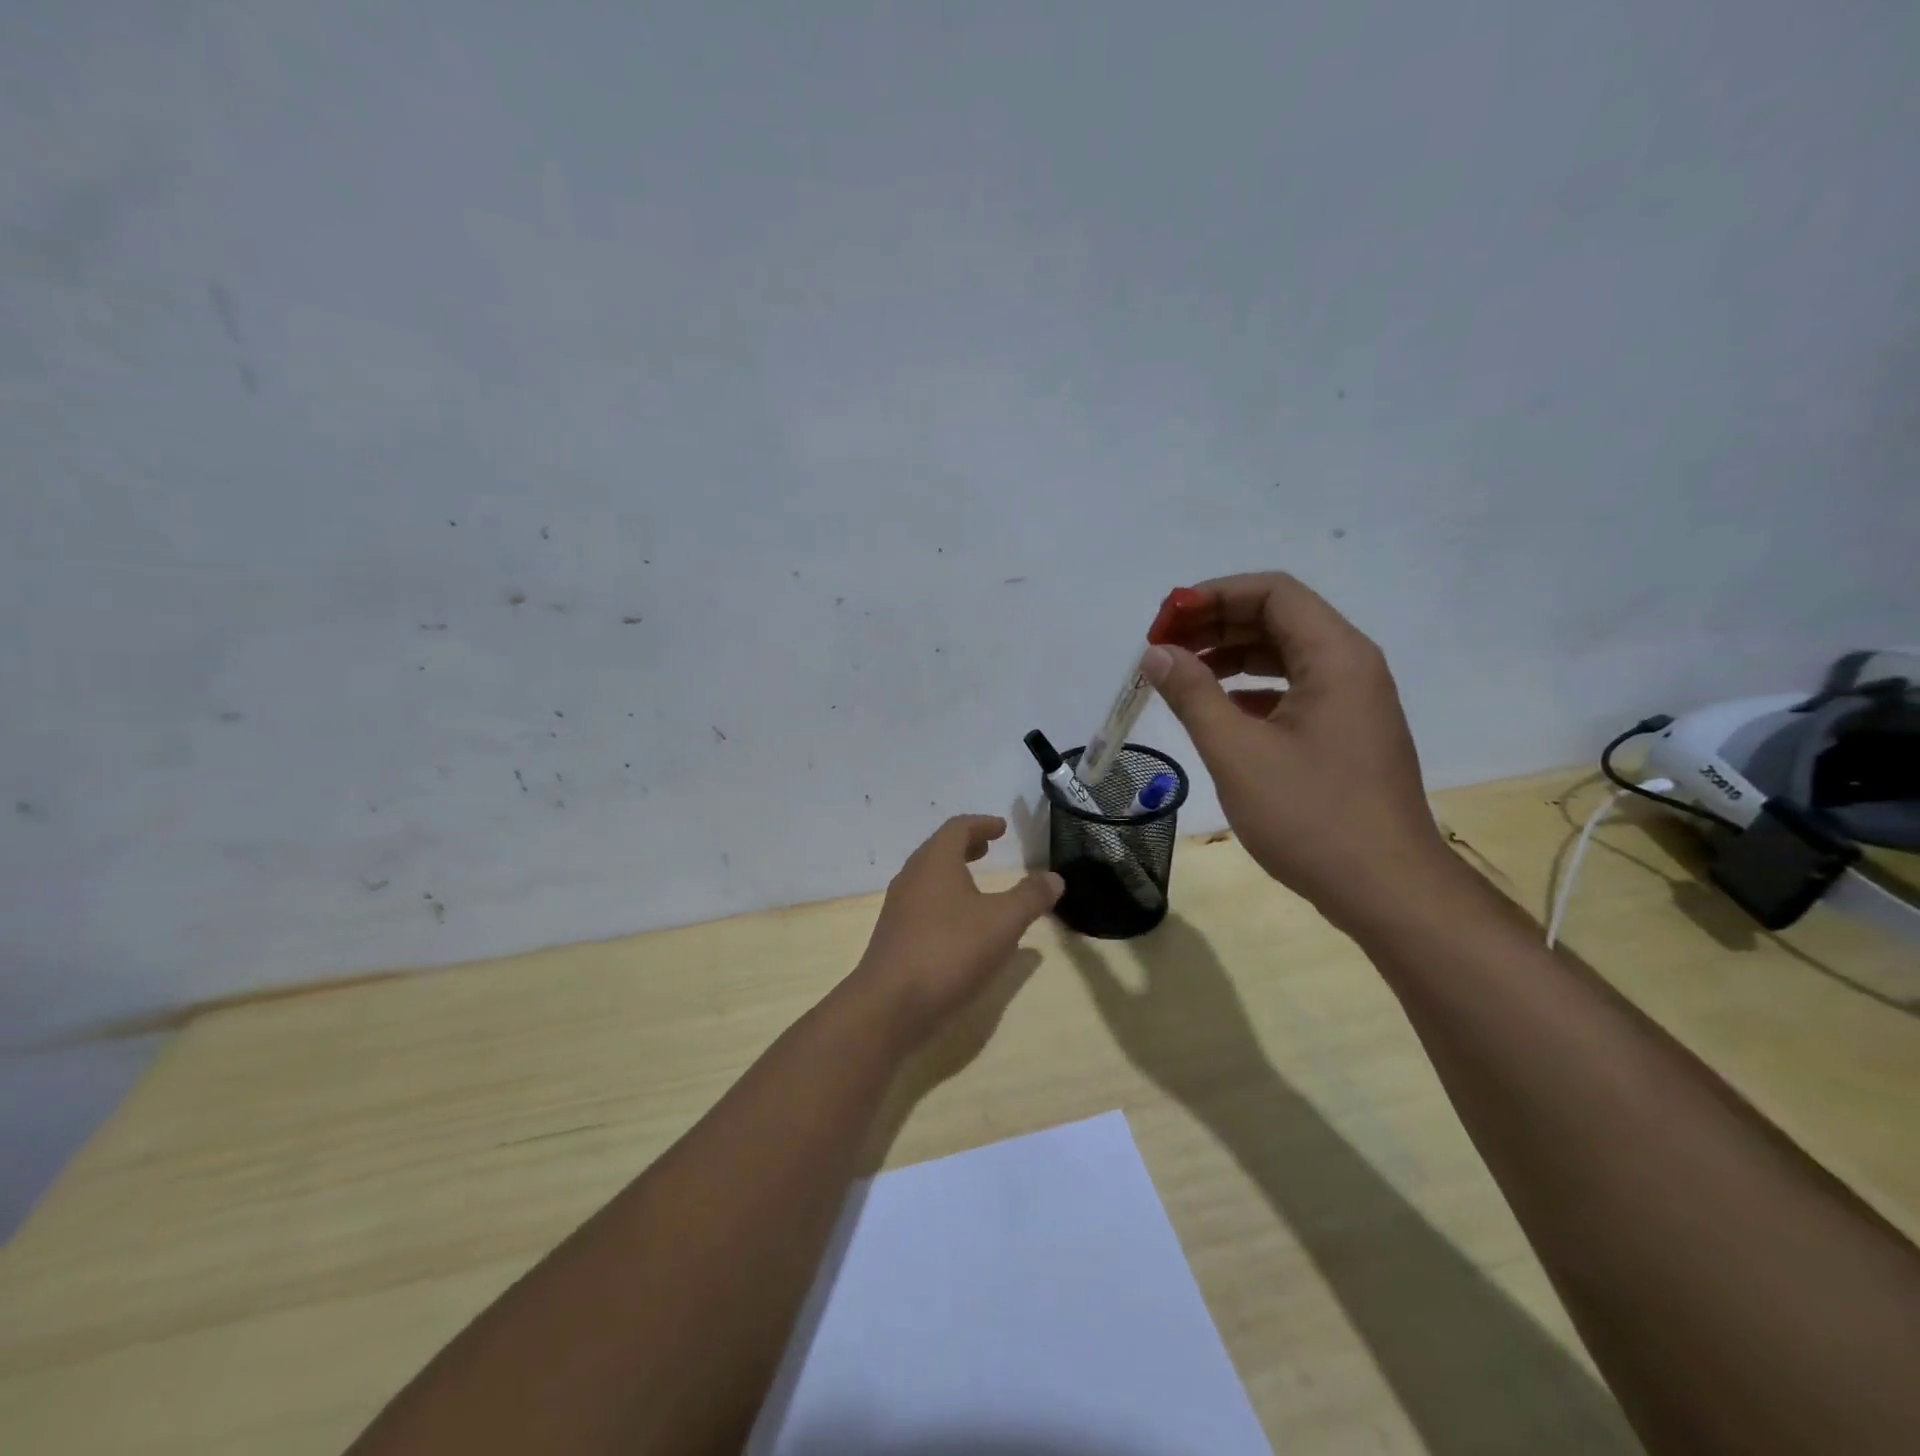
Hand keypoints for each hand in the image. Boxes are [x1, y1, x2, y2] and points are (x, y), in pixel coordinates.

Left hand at [849, 816, 1063, 1045]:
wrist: (889, 1005)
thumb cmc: (949, 951)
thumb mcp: (1003, 922)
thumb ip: (1030, 897)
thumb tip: (1054, 877)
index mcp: (935, 862)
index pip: (957, 828)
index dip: (982, 824)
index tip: (1001, 828)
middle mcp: (912, 878)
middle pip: (939, 850)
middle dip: (966, 846)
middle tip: (988, 849)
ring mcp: (898, 909)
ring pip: (928, 878)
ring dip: (953, 874)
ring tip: (978, 887)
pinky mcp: (894, 937)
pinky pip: (922, 905)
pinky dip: (944, 901)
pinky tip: (961, 927)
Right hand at [1141, 572, 1461, 935]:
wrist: (1387, 890)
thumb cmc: (1311, 816)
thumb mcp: (1237, 753)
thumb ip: (1193, 695)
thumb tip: (1157, 653)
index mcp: (1336, 656)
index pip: (1272, 592)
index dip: (1211, 596)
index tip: (1163, 624)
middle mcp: (1351, 666)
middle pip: (1278, 618)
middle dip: (1215, 625)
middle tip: (1162, 650)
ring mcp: (1353, 702)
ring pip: (1285, 655)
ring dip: (1230, 656)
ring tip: (1180, 676)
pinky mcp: (1346, 733)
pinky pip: (1293, 689)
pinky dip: (1250, 689)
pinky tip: (1217, 711)